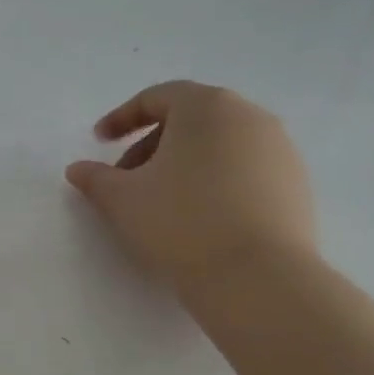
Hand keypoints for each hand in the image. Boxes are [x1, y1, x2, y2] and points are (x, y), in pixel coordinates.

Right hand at [65, 81, 317, 301]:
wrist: (257, 277)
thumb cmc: (180, 222)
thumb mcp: (122, 199)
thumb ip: (95, 178)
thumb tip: (77, 169)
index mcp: (206, 107)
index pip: (157, 98)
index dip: (121, 118)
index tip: (99, 142)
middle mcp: (249, 116)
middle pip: (190, 119)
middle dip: (151, 145)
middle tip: (126, 179)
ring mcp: (280, 150)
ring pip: (219, 145)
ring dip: (184, 164)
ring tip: (161, 202)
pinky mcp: (296, 184)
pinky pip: (245, 170)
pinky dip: (215, 182)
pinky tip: (199, 218)